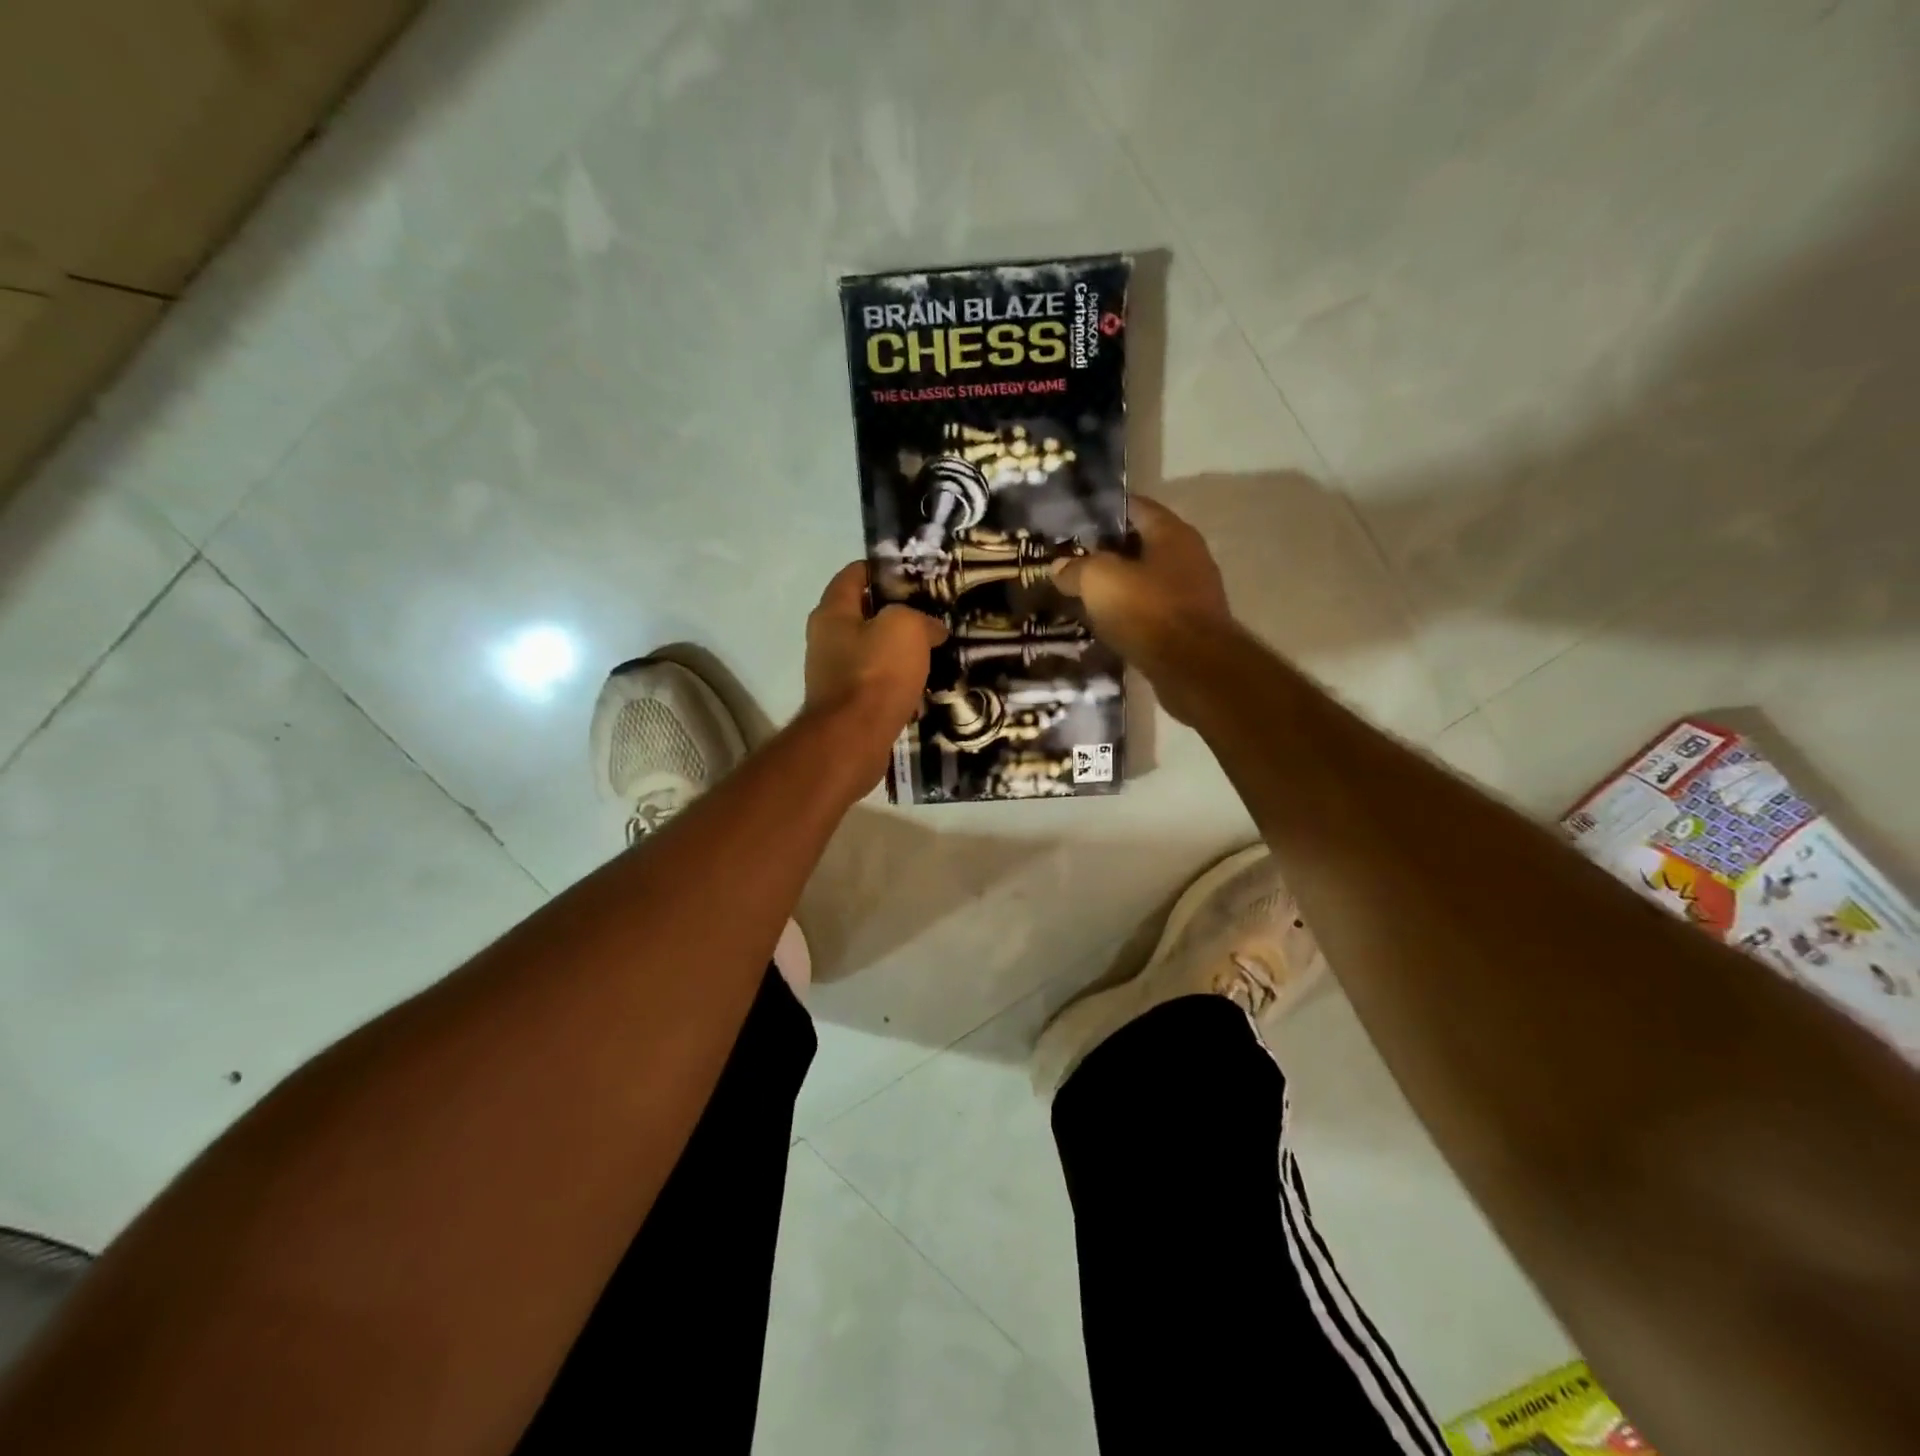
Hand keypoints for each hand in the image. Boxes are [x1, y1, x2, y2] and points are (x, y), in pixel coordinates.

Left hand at [803, 561, 948, 787]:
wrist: (853, 740)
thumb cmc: (875, 673)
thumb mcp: (906, 627)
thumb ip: (920, 619)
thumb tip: (932, 629)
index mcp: (832, 613)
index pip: (853, 575)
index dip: (882, 568)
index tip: (913, 572)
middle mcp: (826, 641)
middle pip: (863, 615)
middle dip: (896, 613)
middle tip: (931, 614)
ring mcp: (833, 676)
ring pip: (872, 652)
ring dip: (899, 651)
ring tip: (934, 651)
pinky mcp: (847, 707)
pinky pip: (876, 685)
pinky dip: (897, 684)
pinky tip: (923, 689)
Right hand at [1053, 496, 1239, 716]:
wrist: (1194, 669)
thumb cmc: (1148, 611)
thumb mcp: (1099, 580)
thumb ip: (1076, 568)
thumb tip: (1059, 567)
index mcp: (1171, 533)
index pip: (1134, 507)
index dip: (1102, 511)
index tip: (1072, 522)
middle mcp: (1188, 556)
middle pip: (1140, 545)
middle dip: (1106, 552)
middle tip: (1071, 562)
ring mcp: (1192, 594)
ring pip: (1145, 581)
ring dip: (1117, 587)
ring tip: (1081, 595)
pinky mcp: (1188, 628)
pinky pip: (1151, 612)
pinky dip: (1129, 615)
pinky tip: (1104, 625)